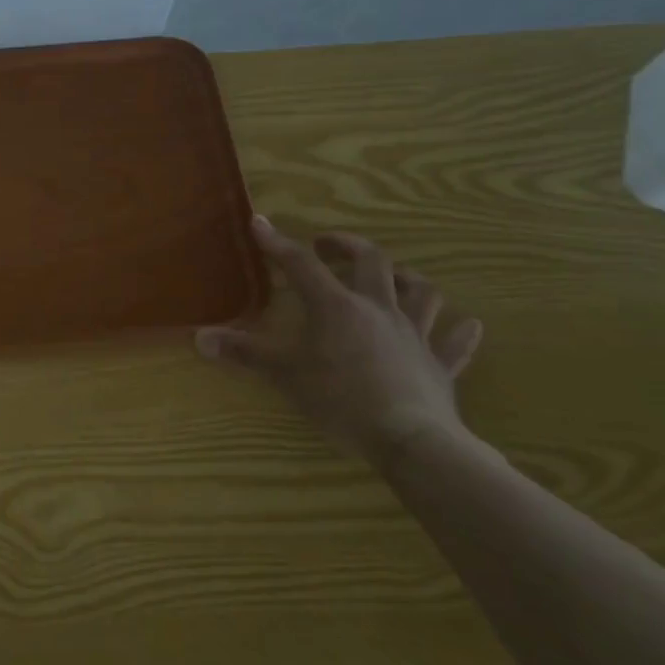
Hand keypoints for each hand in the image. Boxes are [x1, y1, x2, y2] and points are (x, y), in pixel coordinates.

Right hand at [196, 217, 482, 460]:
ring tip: (392, 278)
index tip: (260, 224)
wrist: (411, 440)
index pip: (300, 265)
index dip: (278, 243)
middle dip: (348, 246)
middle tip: (328, 246)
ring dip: (406, 279)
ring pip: (421, 292)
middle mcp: (379, 309)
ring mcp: (415, 334)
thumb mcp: (283, 375)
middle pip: (372, 261)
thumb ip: (243, 352)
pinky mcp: (441, 364)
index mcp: (336, 307)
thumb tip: (199, 337)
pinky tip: (465, 325)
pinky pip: (455, 341)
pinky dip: (459, 331)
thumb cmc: (340, 400)